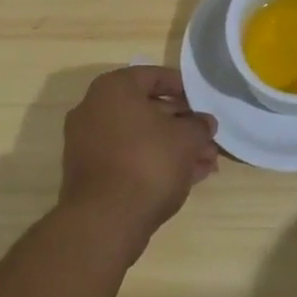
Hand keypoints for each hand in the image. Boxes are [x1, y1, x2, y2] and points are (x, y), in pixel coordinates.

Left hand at [60, 66, 218, 262]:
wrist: (105, 221)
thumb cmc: (148, 162)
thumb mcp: (186, 139)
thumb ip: (199, 126)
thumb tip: (205, 123)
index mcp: (113, 88)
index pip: (154, 76)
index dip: (183, 88)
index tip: (203, 102)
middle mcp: (95, 109)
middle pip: (147, 109)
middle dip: (182, 124)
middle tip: (207, 137)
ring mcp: (88, 143)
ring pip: (140, 137)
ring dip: (173, 147)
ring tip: (206, 163)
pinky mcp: (90, 173)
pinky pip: (128, 158)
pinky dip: (154, 163)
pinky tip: (186, 178)